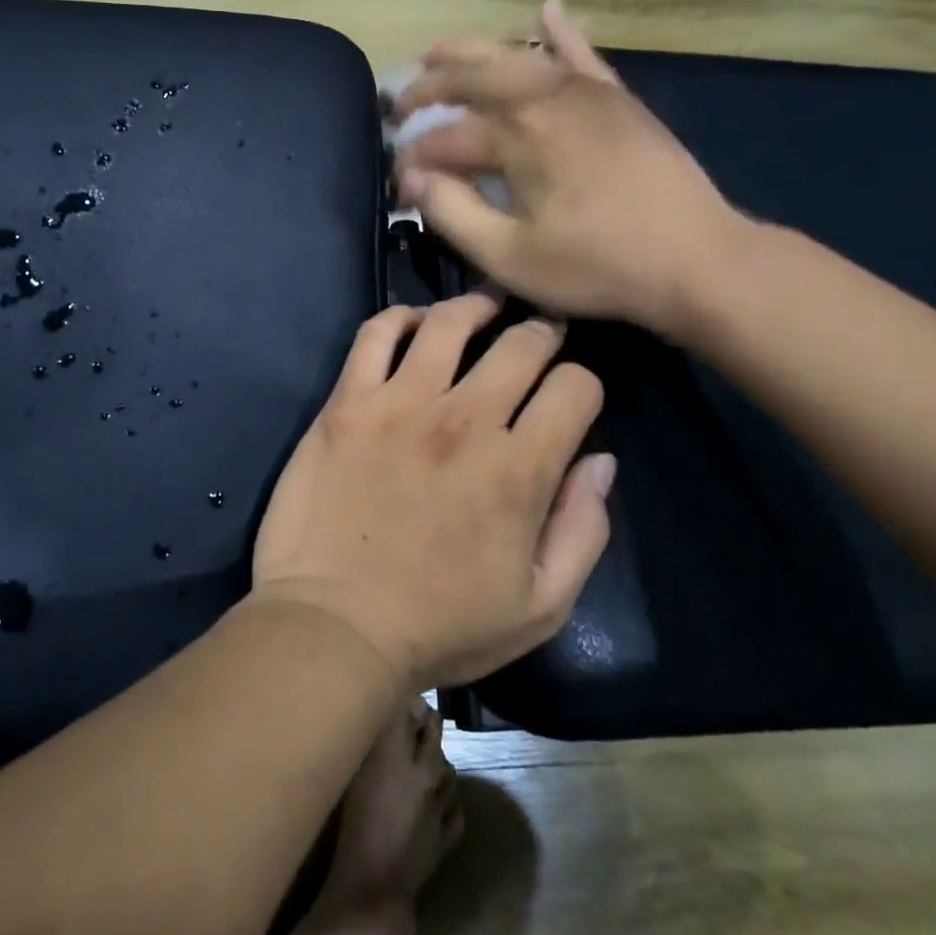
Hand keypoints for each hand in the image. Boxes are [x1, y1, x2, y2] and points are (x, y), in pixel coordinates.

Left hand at [250, 294, 614, 691]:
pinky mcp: (347, 403)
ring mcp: (400, 404)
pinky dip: (399, 317)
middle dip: (541, 334)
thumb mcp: (540, 606)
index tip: (570, 397)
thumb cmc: (440, 627)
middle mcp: (465, 420)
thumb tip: (601, 462)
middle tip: (538, 336)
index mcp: (520, 468)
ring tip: (485, 308)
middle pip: (521, 344)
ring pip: (449, 324)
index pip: (575, 388)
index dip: (583, 385)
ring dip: (476, 307)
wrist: (333, 627)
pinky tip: (413, 323)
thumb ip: (583, 530)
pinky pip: (375, 335)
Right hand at [391, 0, 742, 338]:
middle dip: (427, 88)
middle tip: (398, 104)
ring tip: (435, 52)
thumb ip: (453, 213)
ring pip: (517, 55)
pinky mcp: (617, 99)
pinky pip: (582, 54)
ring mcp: (586, 91)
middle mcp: (546, 97)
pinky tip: (545, 9)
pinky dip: (560, 32)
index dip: (413, 159)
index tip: (398, 183)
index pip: (444, 138)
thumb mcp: (509, 256)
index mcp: (518, 136)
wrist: (696, 259)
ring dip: (470, 51)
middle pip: (471, 77)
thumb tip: (414, 178)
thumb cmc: (596, 266)